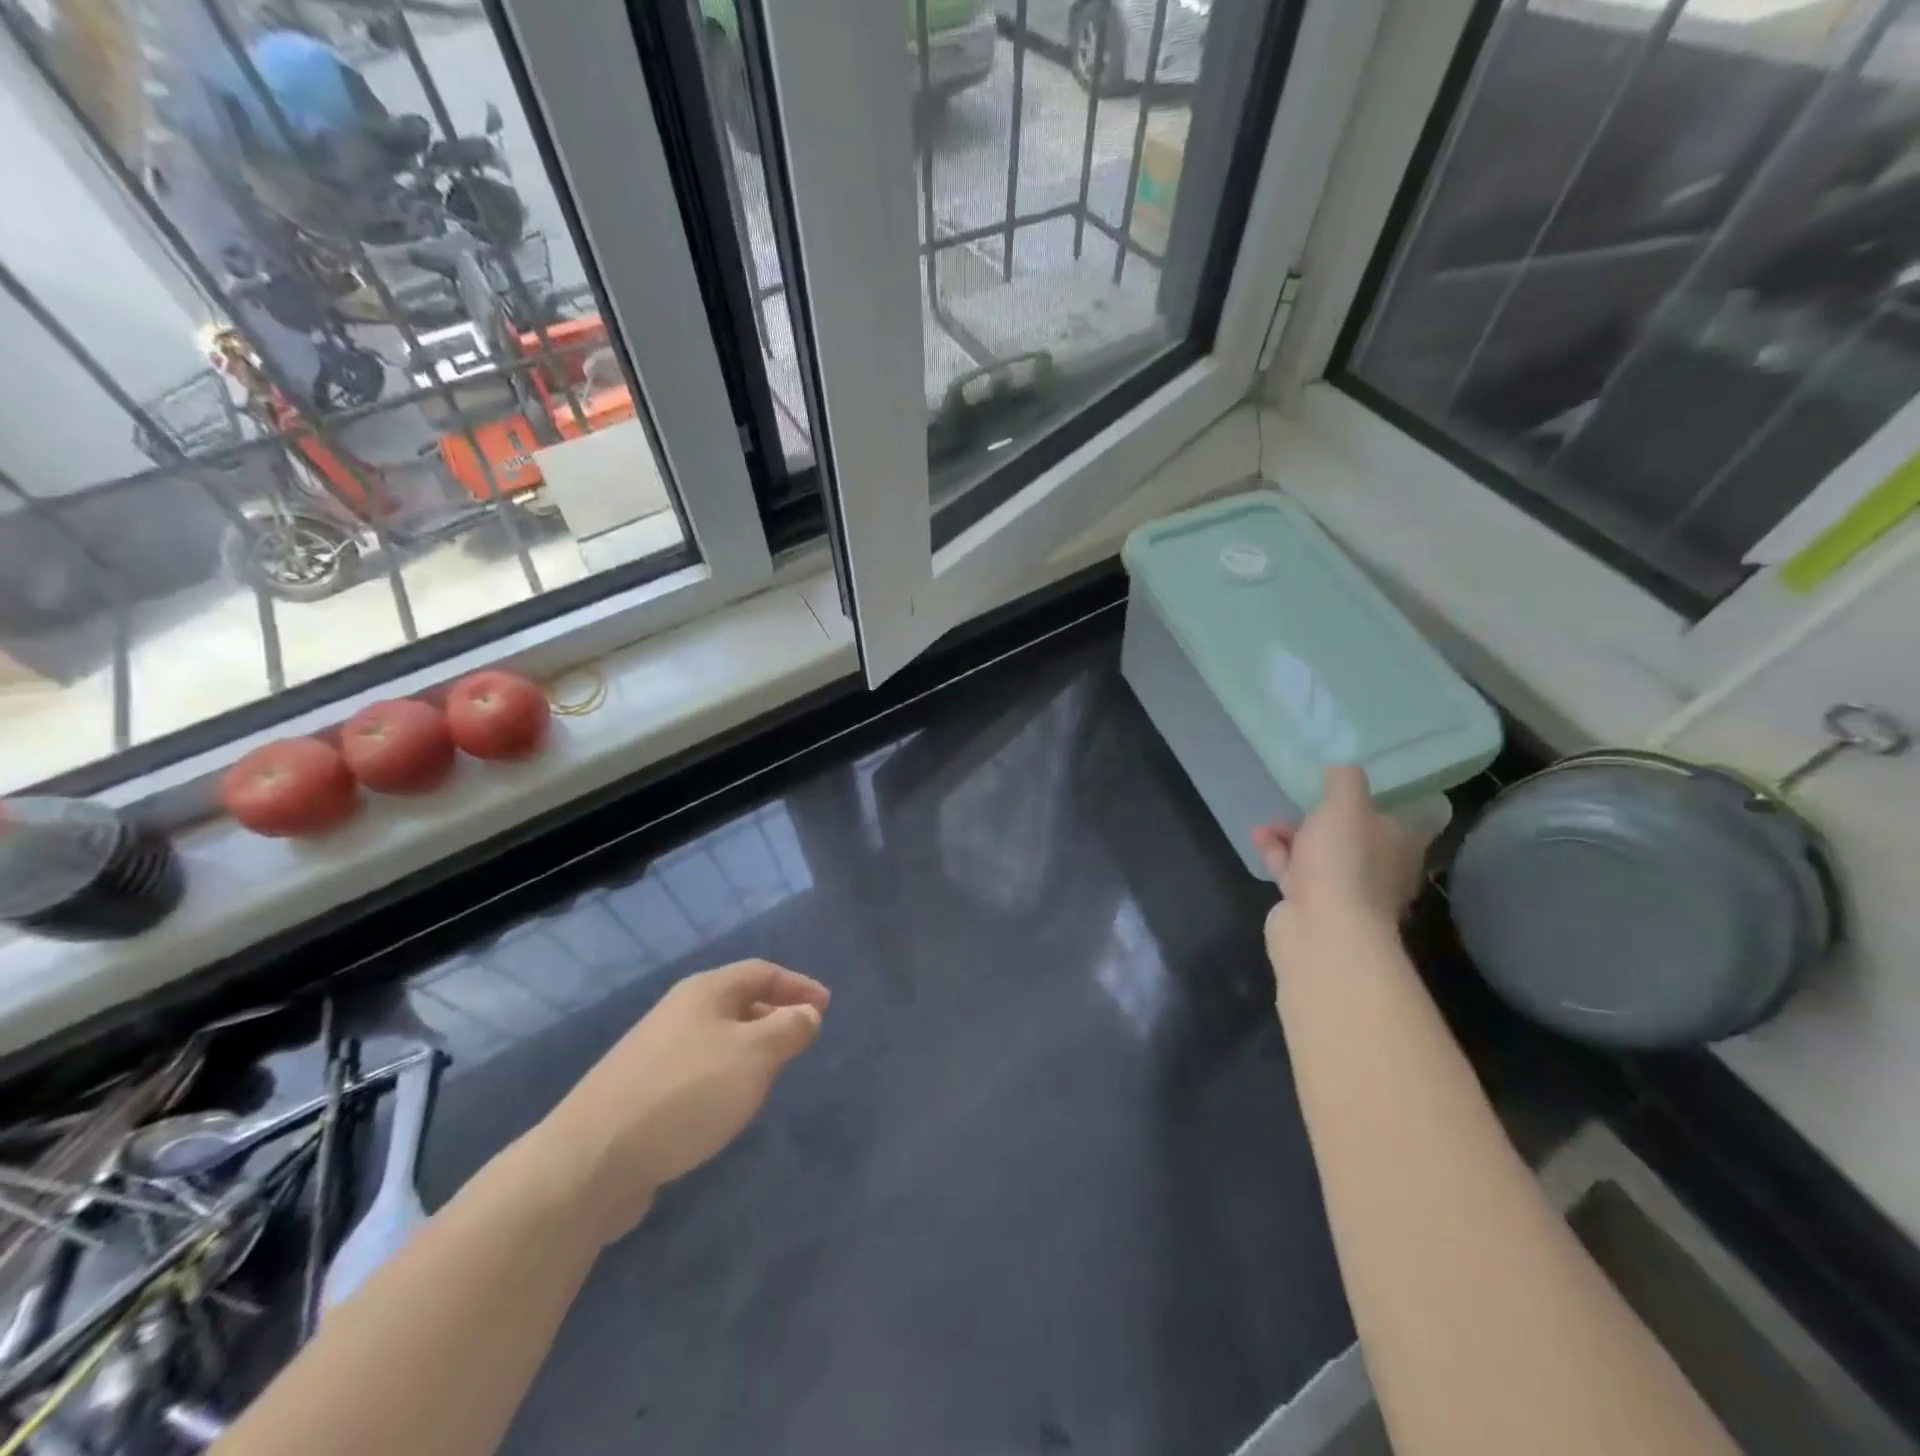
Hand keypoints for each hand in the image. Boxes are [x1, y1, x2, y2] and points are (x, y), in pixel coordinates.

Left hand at [531, 960, 828, 1244]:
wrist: (590, 1160)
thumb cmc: (685, 1094)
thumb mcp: (753, 1056)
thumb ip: (788, 1030)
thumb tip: (807, 1013)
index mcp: (705, 992)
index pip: (762, 972)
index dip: (798, 985)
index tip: (826, 1006)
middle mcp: (678, 1012)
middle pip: (737, 1000)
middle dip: (774, 1014)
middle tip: (802, 1038)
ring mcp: (654, 1052)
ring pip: (716, 1036)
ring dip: (750, 1047)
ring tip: (771, 1073)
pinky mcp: (640, 1091)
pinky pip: (697, 1069)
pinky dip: (724, 1075)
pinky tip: (726, 1106)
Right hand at [1252, 765, 1426, 949]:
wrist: (1322, 930)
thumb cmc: (1345, 861)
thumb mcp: (1346, 805)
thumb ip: (1344, 780)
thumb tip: (1341, 767)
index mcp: (1399, 844)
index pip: (1400, 816)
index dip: (1380, 799)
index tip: (1354, 784)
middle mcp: (1378, 868)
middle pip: (1355, 836)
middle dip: (1325, 817)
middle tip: (1301, 800)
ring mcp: (1344, 890)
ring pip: (1320, 854)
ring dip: (1294, 835)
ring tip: (1269, 821)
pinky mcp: (1311, 904)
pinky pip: (1294, 872)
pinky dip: (1277, 853)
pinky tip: (1258, 837)